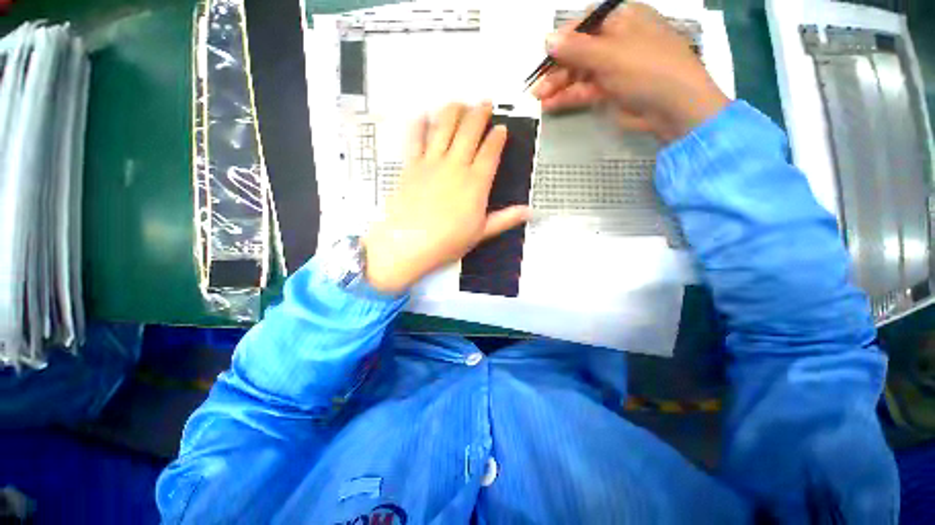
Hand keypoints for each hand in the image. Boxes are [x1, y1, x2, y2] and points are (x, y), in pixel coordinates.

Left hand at [363, 102, 530, 293]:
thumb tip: (530, 212)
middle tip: (484, 103)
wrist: (410, 244)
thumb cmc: (449, 241)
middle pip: (469, 131)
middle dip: (479, 113)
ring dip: (453, 111)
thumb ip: (505, 219)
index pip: (491, 151)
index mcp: (476, 182)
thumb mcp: (481, 233)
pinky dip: (419, 125)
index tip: (501, 128)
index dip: (497, 137)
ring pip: (444, 127)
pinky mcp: (411, 166)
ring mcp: (432, 163)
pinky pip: (415, 139)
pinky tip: (422, 116)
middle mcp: (456, 166)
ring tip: (459, 103)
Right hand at [532, 3, 729, 143]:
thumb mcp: (610, 54)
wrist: (673, 107)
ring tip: (539, 98)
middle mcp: (615, 41)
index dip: (562, 40)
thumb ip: (576, 49)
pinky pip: (584, 91)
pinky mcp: (610, 91)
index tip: (544, 56)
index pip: (583, 24)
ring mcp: (612, 68)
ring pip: (579, 74)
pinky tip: (550, 105)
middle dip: (557, 69)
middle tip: (537, 88)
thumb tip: (548, 39)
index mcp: (621, 19)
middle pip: (578, 52)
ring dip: (558, 86)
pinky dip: (568, 97)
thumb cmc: (646, 68)